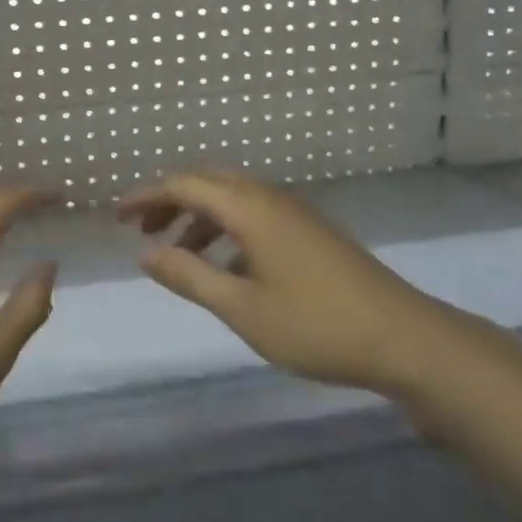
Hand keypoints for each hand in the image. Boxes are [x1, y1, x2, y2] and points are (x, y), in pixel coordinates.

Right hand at [119, 171, 469, 397]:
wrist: (405, 339)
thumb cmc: (316, 325)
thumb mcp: (241, 307)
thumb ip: (189, 276)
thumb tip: (146, 253)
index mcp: (251, 209)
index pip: (185, 185)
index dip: (147, 196)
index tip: (117, 217)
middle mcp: (271, 199)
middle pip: (209, 183)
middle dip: (171, 201)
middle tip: (143, 230)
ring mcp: (296, 214)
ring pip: (234, 199)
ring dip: (199, 217)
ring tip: (177, 252)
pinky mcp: (311, 233)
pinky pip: (255, 216)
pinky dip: (227, 230)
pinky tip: (225, 267)